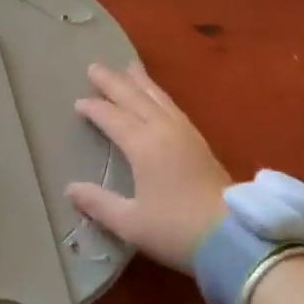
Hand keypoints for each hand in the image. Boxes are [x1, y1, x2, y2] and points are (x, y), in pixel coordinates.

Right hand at [67, 62, 229, 272]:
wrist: (233, 238)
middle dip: (113, 82)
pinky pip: (173, 107)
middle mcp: (164, 131)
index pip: (113, 118)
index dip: (94, 109)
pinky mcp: (200, 143)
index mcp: (144, 146)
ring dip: (141, 82)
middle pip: (135, 99)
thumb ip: (98, 203)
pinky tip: (158, 97)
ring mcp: (185, 134)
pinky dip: (159, 95)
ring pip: (158, 98)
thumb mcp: (130, 222)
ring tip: (129, 66)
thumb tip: (70, 188)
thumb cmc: (177, 230)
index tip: (78, 103)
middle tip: (94, 66)